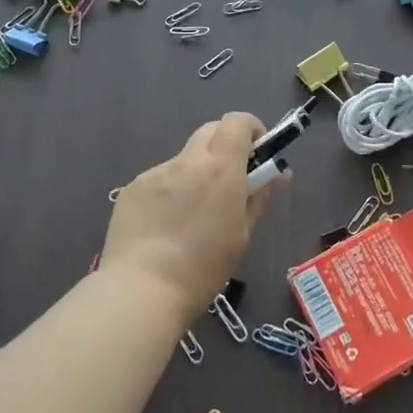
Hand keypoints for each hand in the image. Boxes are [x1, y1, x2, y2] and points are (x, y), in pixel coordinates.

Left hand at [101, 112, 283, 321]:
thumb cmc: (202, 268)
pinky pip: (160, 179)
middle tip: (230, 180)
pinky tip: (163, 227)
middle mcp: (188, 161)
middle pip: (211, 130)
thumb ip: (260, 197)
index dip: (251, 129)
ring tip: (191, 215)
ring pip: (184, 158)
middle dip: (225, 145)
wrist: (140, 291)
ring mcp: (156, 172)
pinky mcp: (132, 188)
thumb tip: (280, 174)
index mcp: (221, 168)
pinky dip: (170, 192)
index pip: (237, 121)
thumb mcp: (242, 235)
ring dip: (196, 172)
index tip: (256, 153)